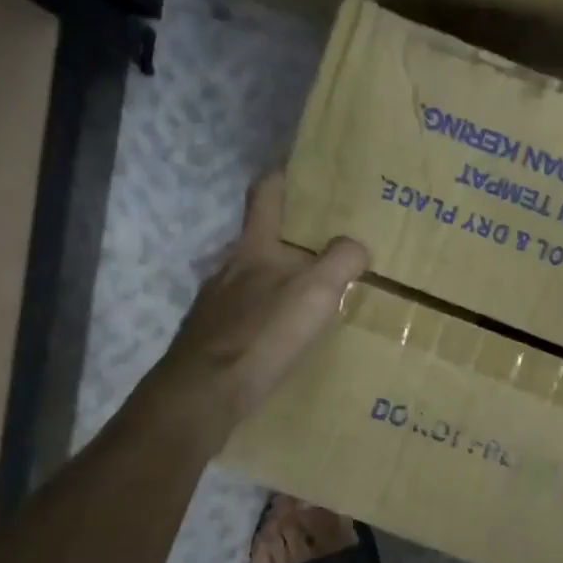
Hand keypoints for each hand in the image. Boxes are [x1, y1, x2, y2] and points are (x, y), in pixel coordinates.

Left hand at [138, 172, 367, 449]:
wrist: (205, 392)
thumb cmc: (263, 334)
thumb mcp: (316, 292)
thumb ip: (341, 262)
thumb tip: (357, 246)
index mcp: (254, 248)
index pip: (266, 194)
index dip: (283, 176)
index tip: (304, 170)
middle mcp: (229, 268)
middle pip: (260, 240)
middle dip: (291, 239)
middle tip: (327, 245)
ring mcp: (215, 304)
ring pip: (252, 281)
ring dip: (278, 283)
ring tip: (310, 297)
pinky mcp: (212, 338)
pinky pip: (245, 317)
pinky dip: (265, 319)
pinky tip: (281, 339)